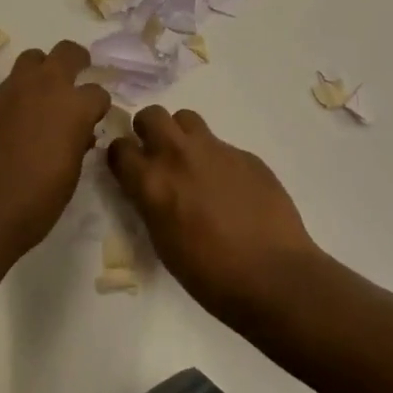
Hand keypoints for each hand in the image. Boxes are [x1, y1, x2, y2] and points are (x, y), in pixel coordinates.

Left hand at [0, 40, 110, 268]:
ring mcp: (9, 91)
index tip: (94, 120)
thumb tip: (79, 134)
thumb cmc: (34, 204)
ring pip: (32, 59)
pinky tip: (13, 123)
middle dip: (77, 61)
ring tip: (42, 97)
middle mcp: (43, 88)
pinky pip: (7, 87)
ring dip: (42, 71)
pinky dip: (17, 97)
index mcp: (73, 107)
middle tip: (77, 77)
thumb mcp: (69, 176)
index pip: (97, 92)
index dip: (98, 107)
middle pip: (66, 52)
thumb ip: (77, 144)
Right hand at [107, 107, 320, 320]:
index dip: (122, 157)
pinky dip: (217, 159)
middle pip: (151, 115)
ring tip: (192, 162)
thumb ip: (151, 204)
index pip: (119, 148)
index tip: (128, 168)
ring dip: (182, 135)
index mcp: (152, 182)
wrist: (273, 277)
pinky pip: (221, 145)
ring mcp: (215, 150)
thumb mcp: (163, 242)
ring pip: (186, 118)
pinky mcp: (245, 154)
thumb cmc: (210, 275)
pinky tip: (231, 188)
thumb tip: (151, 189)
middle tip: (158, 154)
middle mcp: (178, 156)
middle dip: (148, 130)